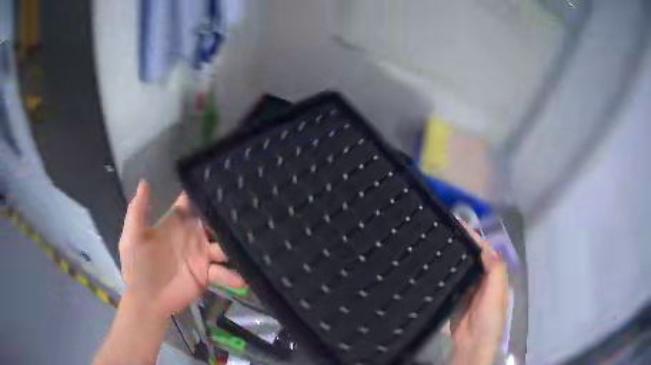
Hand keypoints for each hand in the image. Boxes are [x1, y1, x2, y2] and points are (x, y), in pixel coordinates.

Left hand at [119, 180, 244, 318]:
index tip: (219, 184)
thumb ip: (138, 210)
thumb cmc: (136, 266)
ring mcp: (200, 257)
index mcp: (175, 224)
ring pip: (223, 247)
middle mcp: (191, 237)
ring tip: (249, 244)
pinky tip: (242, 278)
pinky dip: (233, 276)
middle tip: (244, 214)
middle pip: (213, 223)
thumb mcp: (132, 236)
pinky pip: (223, 273)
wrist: (145, 300)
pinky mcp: (206, 276)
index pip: (191, 204)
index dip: (203, 195)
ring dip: (234, 246)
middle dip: (226, 218)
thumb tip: (144, 181)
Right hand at [451, 223, 508, 364]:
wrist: (472, 344)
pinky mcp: (454, 298)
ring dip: (452, 255)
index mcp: (494, 275)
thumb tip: (485, 246)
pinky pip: (450, 281)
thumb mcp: (497, 293)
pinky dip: (444, 271)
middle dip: (461, 243)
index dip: (474, 237)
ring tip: (437, 241)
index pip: (484, 251)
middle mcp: (481, 279)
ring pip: (460, 267)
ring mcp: (467, 289)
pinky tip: (434, 263)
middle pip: (472, 257)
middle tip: (443, 229)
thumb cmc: (489, 318)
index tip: (457, 223)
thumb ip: (495, 269)